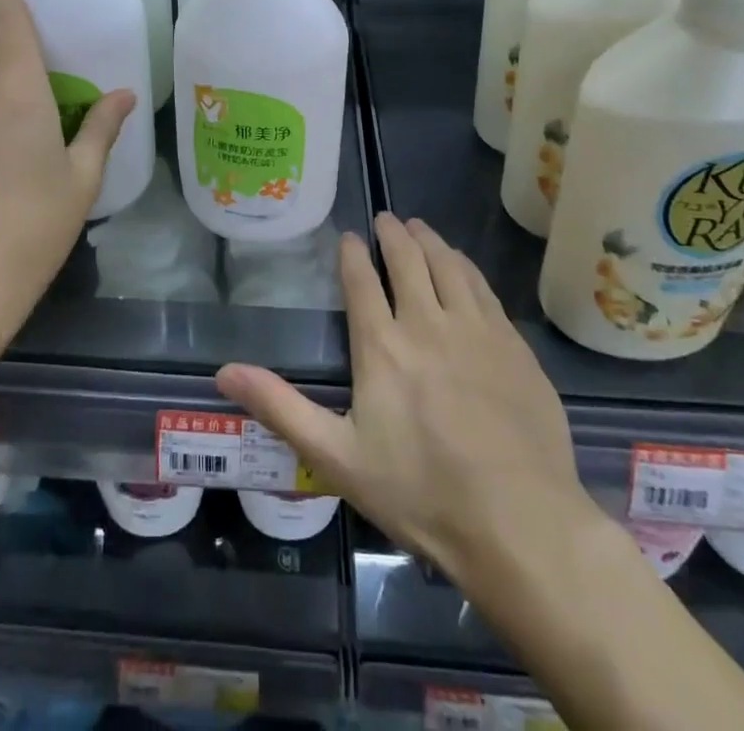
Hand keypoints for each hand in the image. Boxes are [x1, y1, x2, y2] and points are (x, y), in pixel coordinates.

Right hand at [217, 214, 599, 588]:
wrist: (520, 525)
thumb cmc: (421, 493)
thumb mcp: (337, 457)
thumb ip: (280, 408)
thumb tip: (223, 371)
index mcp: (382, 346)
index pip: (362, 280)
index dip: (352, 252)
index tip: (349, 236)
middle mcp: (427, 322)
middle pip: (408, 260)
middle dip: (393, 234)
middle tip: (386, 219)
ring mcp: (475, 330)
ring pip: (448, 265)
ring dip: (430, 240)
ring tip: (419, 227)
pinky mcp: (513, 345)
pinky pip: (484, 288)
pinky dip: (466, 266)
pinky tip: (462, 265)